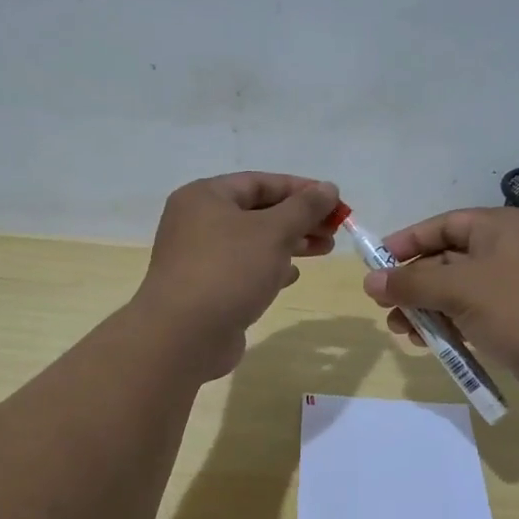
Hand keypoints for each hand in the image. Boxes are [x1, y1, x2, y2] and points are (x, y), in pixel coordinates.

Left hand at [134, 172, 339, 378]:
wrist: (183, 336)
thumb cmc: (229, 271)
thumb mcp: (273, 232)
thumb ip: (304, 208)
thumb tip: (329, 187)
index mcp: (205, 197)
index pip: (260, 182)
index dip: (301, 189)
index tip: (335, 201)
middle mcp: (197, 222)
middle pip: (257, 212)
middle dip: (298, 219)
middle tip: (334, 230)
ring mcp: (198, 257)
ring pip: (253, 242)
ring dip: (290, 243)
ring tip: (324, 250)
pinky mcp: (205, 288)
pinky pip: (243, 269)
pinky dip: (269, 268)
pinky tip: (292, 276)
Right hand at [362, 206, 518, 404]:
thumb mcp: (460, 289)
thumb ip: (412, 283)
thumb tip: (370, 281)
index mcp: (500, 228)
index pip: (443, 225)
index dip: (407, 242)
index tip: (375, 263)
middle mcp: (508, 251)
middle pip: (447, 260)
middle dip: (414, 284)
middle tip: (385, 307)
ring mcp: (516, 287)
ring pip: (458, 292)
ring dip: (427, 310)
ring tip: (403, 332)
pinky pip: (474, 316)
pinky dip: (451, 326)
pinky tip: (431, 345)